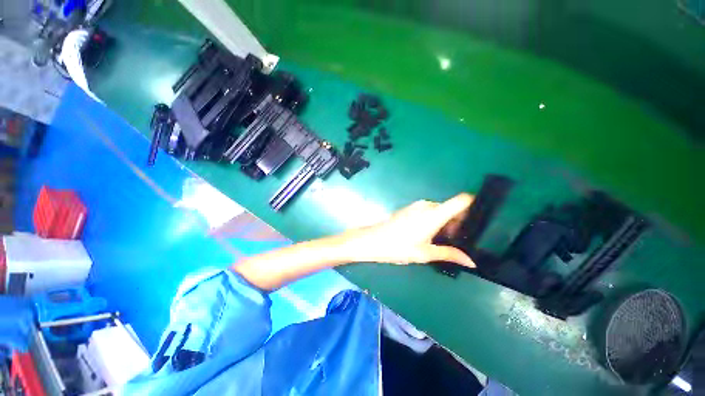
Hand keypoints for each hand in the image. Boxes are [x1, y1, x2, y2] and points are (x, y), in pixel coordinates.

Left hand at [351, 194, 475, 266]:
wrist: (373, 240)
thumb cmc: (399, 247)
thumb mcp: (426, 253)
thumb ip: (450, 254)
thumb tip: (471, 262)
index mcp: (434, 213)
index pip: (461, 200)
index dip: (473, 206)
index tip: (479, 220)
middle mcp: (427, 205)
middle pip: (451, 208)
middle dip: (458, 223)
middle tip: (458, 242)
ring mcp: (417, 206)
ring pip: (439, 211)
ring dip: (445, 224)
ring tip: (443, 243)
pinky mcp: (410, 209)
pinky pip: (428, 212)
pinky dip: (434, 221)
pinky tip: (429, 237)